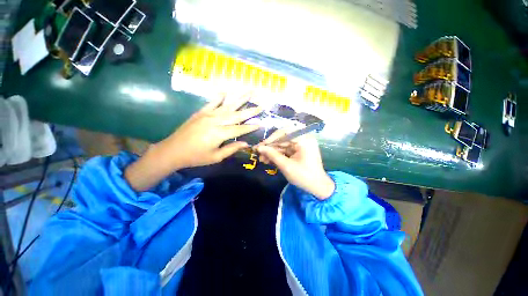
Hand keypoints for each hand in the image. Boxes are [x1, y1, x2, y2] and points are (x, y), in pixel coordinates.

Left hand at [125, 95, 261, 190]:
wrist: (173, 150)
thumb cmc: (196, 157)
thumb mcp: (216, 157)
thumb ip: (232, 149)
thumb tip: (246, 143)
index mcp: (219, 133)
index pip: (240, 128)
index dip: (251, 127)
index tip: (261, 123)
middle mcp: (215, 121)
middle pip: (236, 115)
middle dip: (250, 111)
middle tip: (261, 106)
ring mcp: (207, 115)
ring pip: (227, 105)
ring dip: (239, 99)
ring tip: (249, 92)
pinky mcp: (200, 112)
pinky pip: (211, 102)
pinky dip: (219, 97)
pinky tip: (225, 92)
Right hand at [256, 129, 334, 199]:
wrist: (318, 187)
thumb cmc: (304, 177)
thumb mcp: (286, 166)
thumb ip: (272, 155)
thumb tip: (259, 148)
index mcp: (304, 139)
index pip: (284, 132)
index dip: (271, 138)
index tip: (260, 146)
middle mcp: (303, 139)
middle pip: (282, 139)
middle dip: (270, 147)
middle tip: (258, 153)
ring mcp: (301, 145)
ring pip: (282, 145)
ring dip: (272, 152)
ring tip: (262, 160)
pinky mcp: (298, 150)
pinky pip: (285, 150)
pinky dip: (277, 155)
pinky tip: (268, 160)